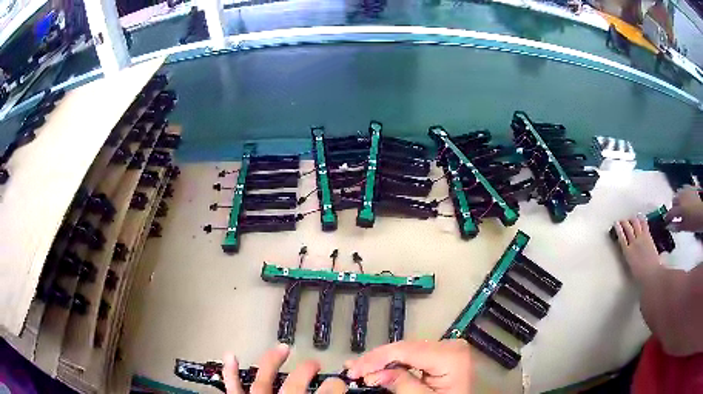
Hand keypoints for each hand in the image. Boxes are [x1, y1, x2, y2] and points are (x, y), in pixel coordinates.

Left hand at [223, 344, 346, 393]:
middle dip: (307, 370)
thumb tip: (337, 393)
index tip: (341, 382)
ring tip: (281, 347)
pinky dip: (229, 372)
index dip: (336, 386)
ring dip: (272, 363)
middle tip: (315, 363)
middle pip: (296, 384)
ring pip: (264, 381)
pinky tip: (230, 355)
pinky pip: (233, 388)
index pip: (327, 393)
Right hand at [345, 340, 471, 393]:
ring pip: (405, 350)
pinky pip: (411, 355)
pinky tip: (375, 366)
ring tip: (357, 367)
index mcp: (451, 355)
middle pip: (404, 348)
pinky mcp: (439, 354)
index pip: (407, 350)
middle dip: (375, 360)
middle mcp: (449, 345)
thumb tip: (374, 374)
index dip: (376, 359)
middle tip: (351, 370)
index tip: (353, 370)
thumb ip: (402, 385)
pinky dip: (392, 362)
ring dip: (380, 360)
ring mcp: (445, 348)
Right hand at [615, 216, 661, 278]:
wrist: (652, 273)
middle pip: (627, 228)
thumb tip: (628, 251)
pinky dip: (641, 219)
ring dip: (632, 219)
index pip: (621, 237)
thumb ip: (629, 257)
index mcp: (627, 253)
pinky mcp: (648, 235)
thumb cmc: (640, 275)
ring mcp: (641, 237)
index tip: (616, 224)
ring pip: (635, 223)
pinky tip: (640, 217)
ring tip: (631, 219)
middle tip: (622, 221)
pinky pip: (644, 223)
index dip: (618, 229)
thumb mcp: (631, 267)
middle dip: (624, 222)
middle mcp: (633, 242)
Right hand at [665, 185, 702, 231]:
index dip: (667, 218)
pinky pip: (684, 190)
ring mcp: (686, 190)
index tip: (666, 223)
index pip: (670, 212)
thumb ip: (677, 226)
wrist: (702, 212)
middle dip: (674, 207)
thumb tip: (669, 227)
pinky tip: (686, 201)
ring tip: (681, 208)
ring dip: (678, 200)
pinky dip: (683, 195)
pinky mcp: (690, 187)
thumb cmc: (695, 222)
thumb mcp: (685, 227)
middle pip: (674, 200)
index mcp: (679, 207)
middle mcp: (681, 196)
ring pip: (679, 193)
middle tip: (675, 216)